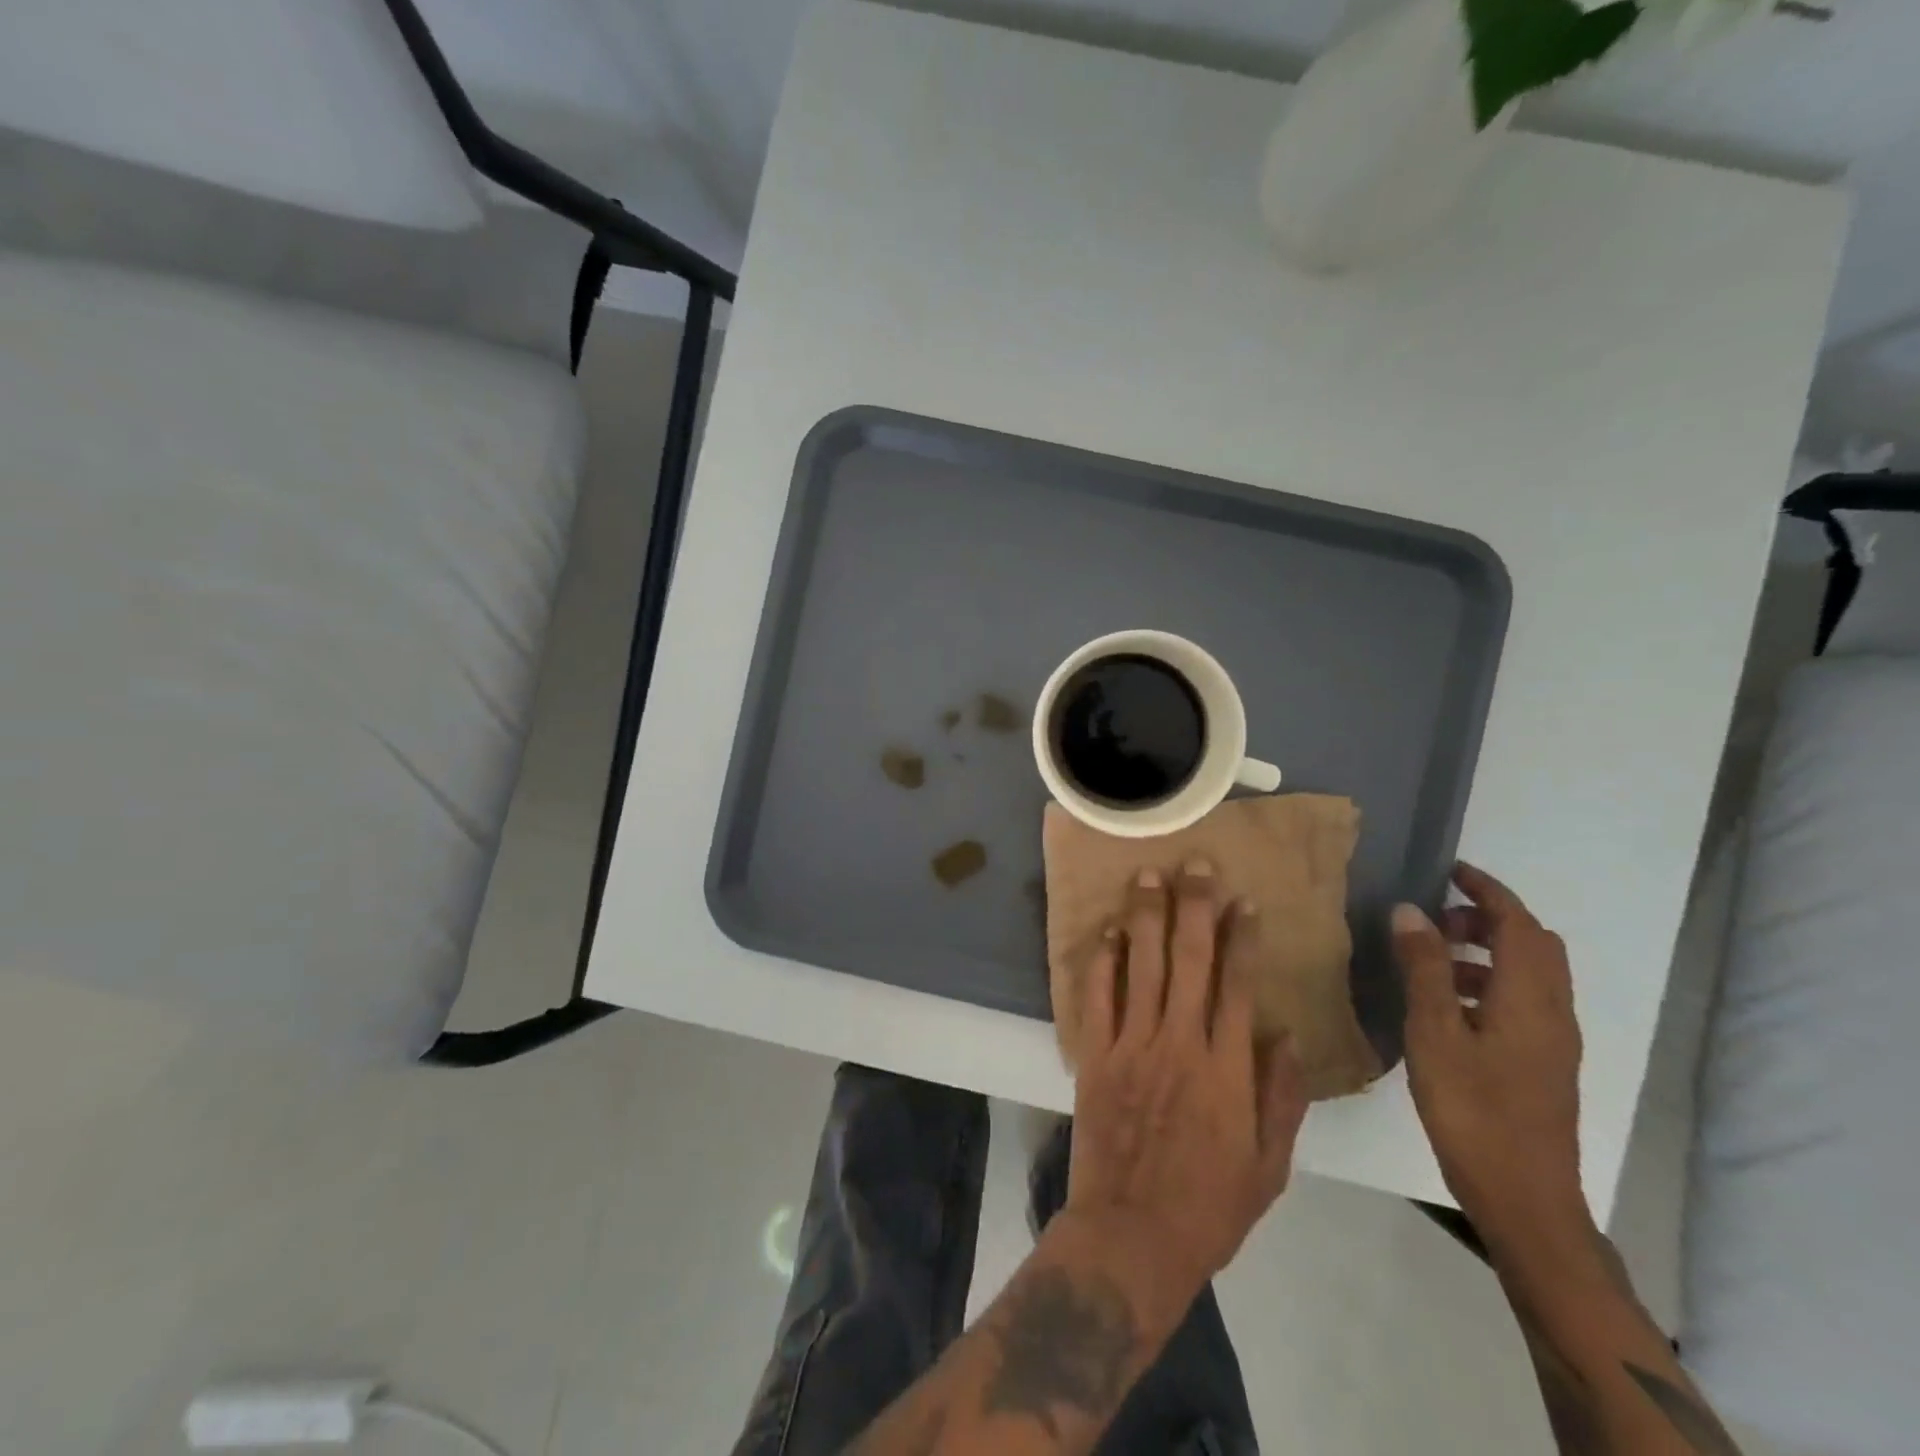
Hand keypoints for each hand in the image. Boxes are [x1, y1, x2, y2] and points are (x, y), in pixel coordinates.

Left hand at [1065, 861, 1307, 1290]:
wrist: (1133, 1234)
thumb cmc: (1210, 1206)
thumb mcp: (1268, 1164)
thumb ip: (1280, 1096)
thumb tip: (1283, 1032)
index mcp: (1226, 1068)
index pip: (1237, 985)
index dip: (1242, 938)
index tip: (1244, 901)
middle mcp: (1179, 1042)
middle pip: (1189, 960)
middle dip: (1193, 907)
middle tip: (1194, 864)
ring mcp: (1131, 1045)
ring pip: (1140, 966)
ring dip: (1145, 917)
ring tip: (1148, 875)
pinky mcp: (1094, 1055)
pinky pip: (1097, 997)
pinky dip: (1101, 961)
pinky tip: (1107, 931)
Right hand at [1393, 864, 1588, 1254]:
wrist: (1524, 1198)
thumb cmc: (1474, 1109)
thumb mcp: (1435, 1032)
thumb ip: (1424, 968)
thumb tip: (1410, 910)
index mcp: (1531, 998)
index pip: (1519, 923)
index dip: (1488, 891)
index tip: (1450, 871)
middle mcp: (1552, 1012)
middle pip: (1532, 945)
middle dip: (1486, 920)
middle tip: (1434, 921)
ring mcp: (1551, 1041)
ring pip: (1526, 974)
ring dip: (1485, 952)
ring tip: (1430, 962)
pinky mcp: (1542, 1064)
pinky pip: (1520, 1001)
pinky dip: (1487, 983)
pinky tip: (1445, 1007)